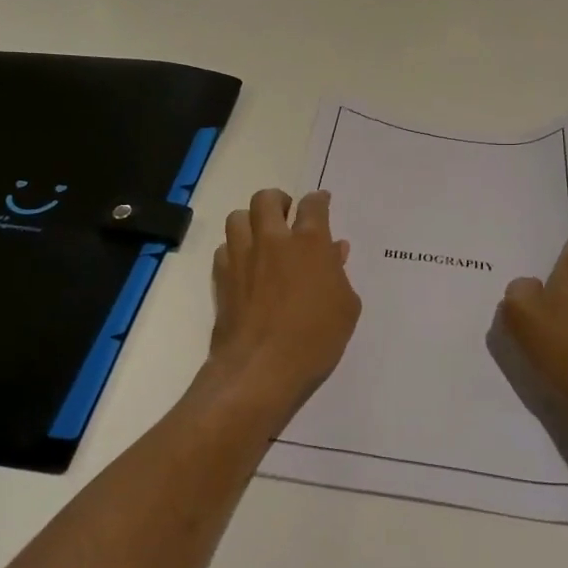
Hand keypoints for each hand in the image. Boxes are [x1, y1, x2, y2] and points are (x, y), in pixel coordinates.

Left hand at [206, 189, 361, 421]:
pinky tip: (245, 266)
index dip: (318, 200)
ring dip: (251, 221)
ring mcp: (243, 257)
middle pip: (267, 199)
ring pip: (238, 217)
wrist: (261, 369)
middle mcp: (273, 240)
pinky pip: (224, 248)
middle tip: (286, 215)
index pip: (313, 205)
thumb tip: (335, 250)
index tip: (321, 202)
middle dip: (278, 201)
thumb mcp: (346, 307)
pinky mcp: (222, 277)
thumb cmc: (315, 338)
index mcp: (309, 242)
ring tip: (261, 236)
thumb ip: (339, 273)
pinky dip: (234, 250)